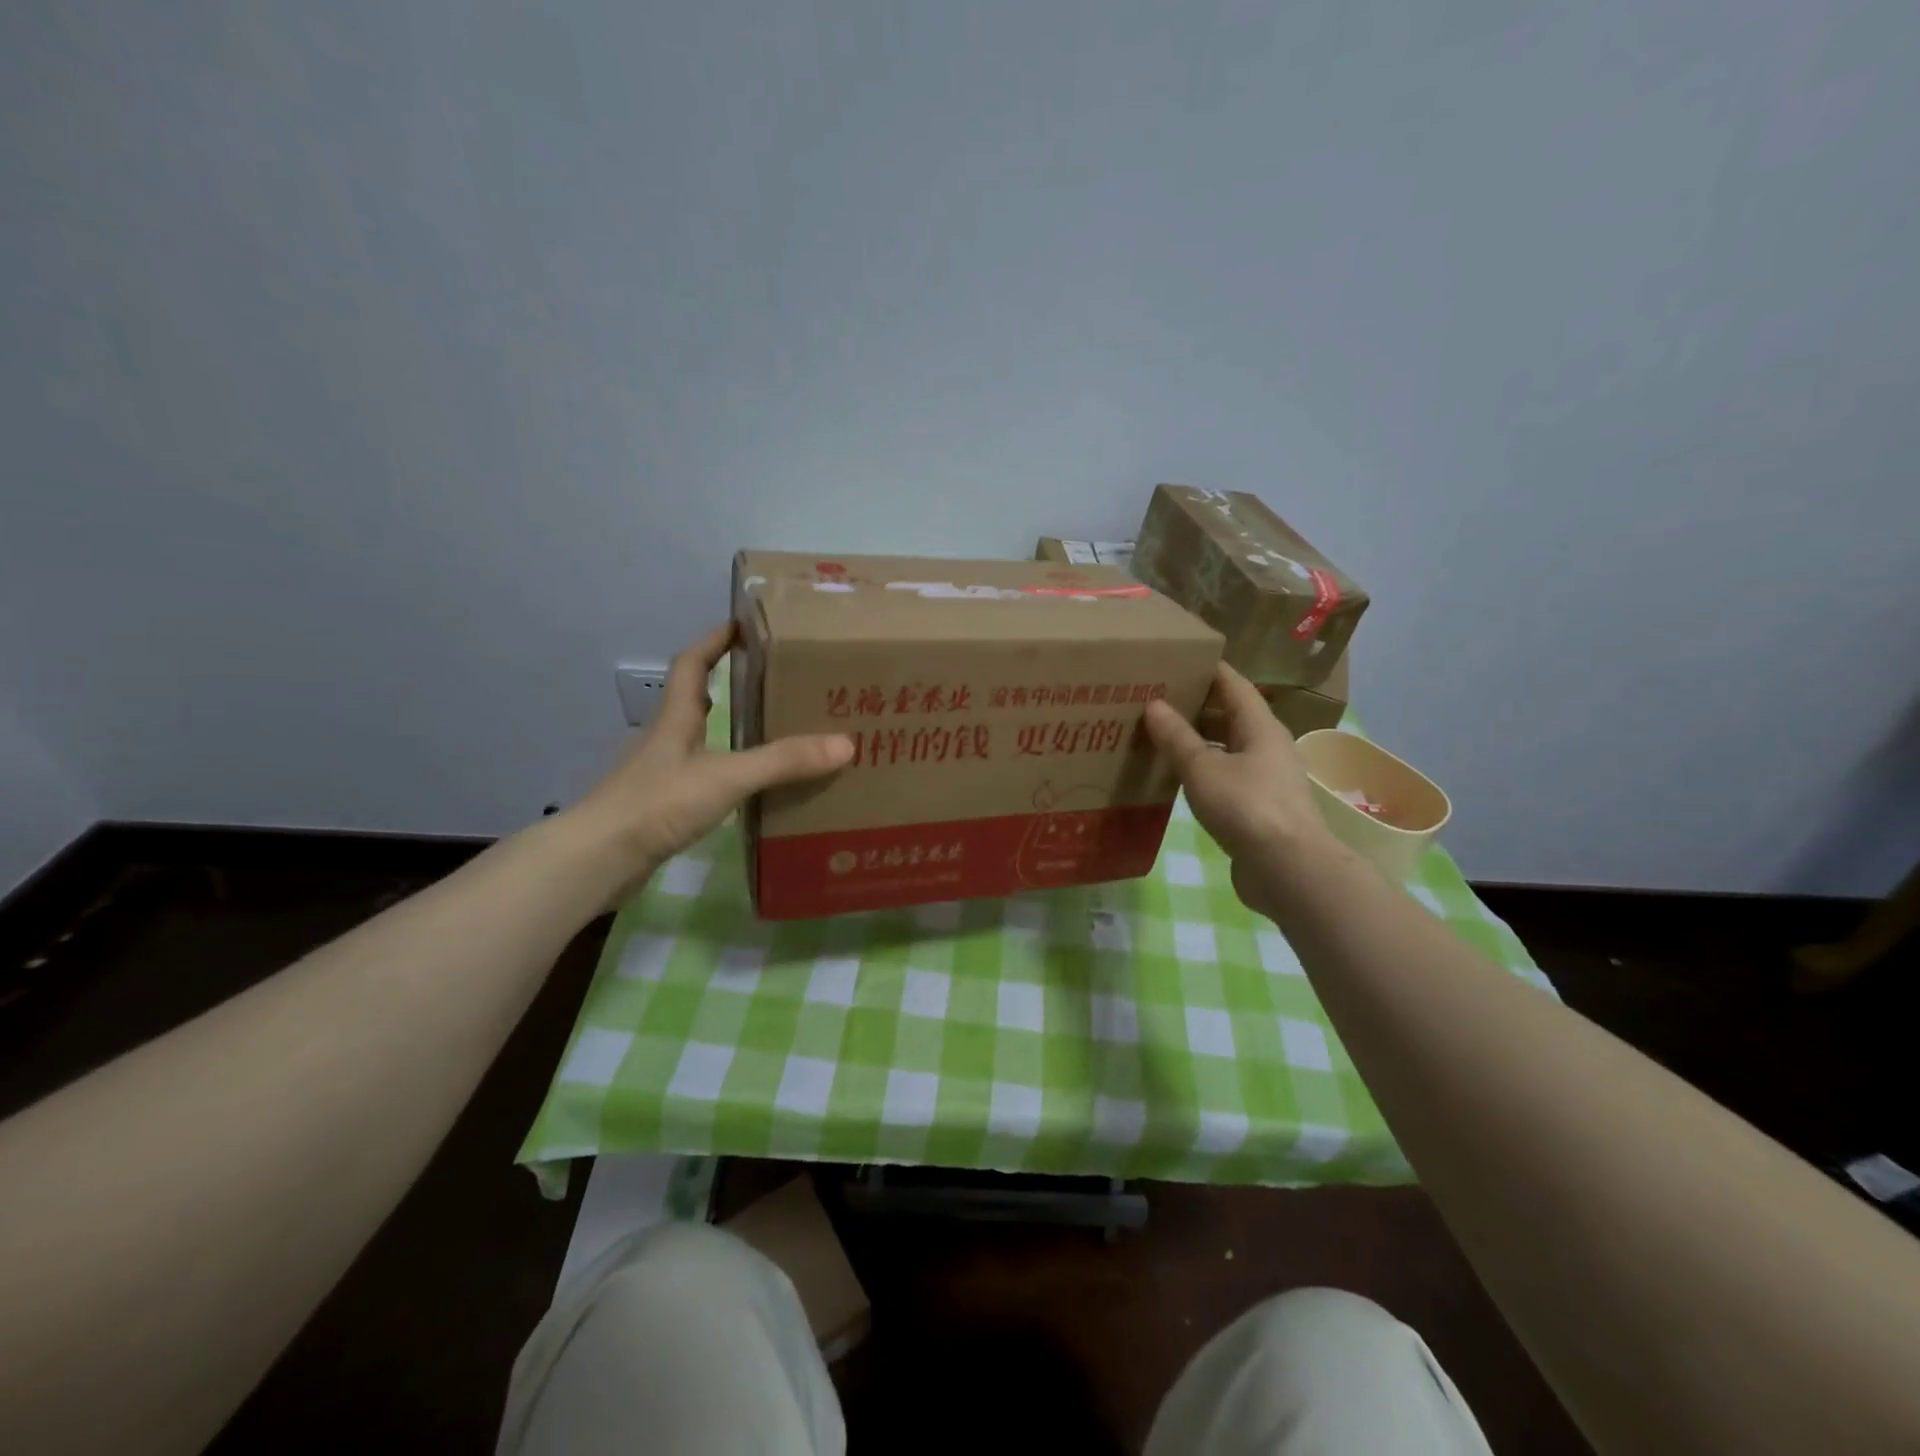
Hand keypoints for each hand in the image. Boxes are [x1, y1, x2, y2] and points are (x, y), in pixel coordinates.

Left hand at [565, 623, 853, 905]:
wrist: (600, 860)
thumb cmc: (658, 803)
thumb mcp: (727, 777)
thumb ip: (783, 761)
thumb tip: (845, 744)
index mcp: (676, 719)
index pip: (691, 664)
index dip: (714, 641)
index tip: (742, 625)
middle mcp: (666, 739)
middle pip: (695, 699)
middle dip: (727, 683)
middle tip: (772, 680)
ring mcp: (660, 773)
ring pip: (698, 739)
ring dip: (727, 729)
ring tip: (770, 730)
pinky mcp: (662, 805)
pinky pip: (700, 775)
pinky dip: (724, 770)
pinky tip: (747, 786)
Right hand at [1143, 663, 1335, 911]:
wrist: (1287, 869)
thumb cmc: (1246, 807)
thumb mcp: (1202, 768)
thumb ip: (1177, 737)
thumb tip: (1154, 705)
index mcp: (1260, 726)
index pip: (1233, 684)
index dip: (1207, 669)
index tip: (1176, 659)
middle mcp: (1267, 746)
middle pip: (1230, 714)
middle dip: (1196, 705)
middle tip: (1156, 698)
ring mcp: (1266, 778)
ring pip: (1227, 746)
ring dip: (1197, 739)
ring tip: (1159, 734)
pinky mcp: (1259, 807)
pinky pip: (1226, 774)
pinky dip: (1202, 769)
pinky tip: (1176, 775)